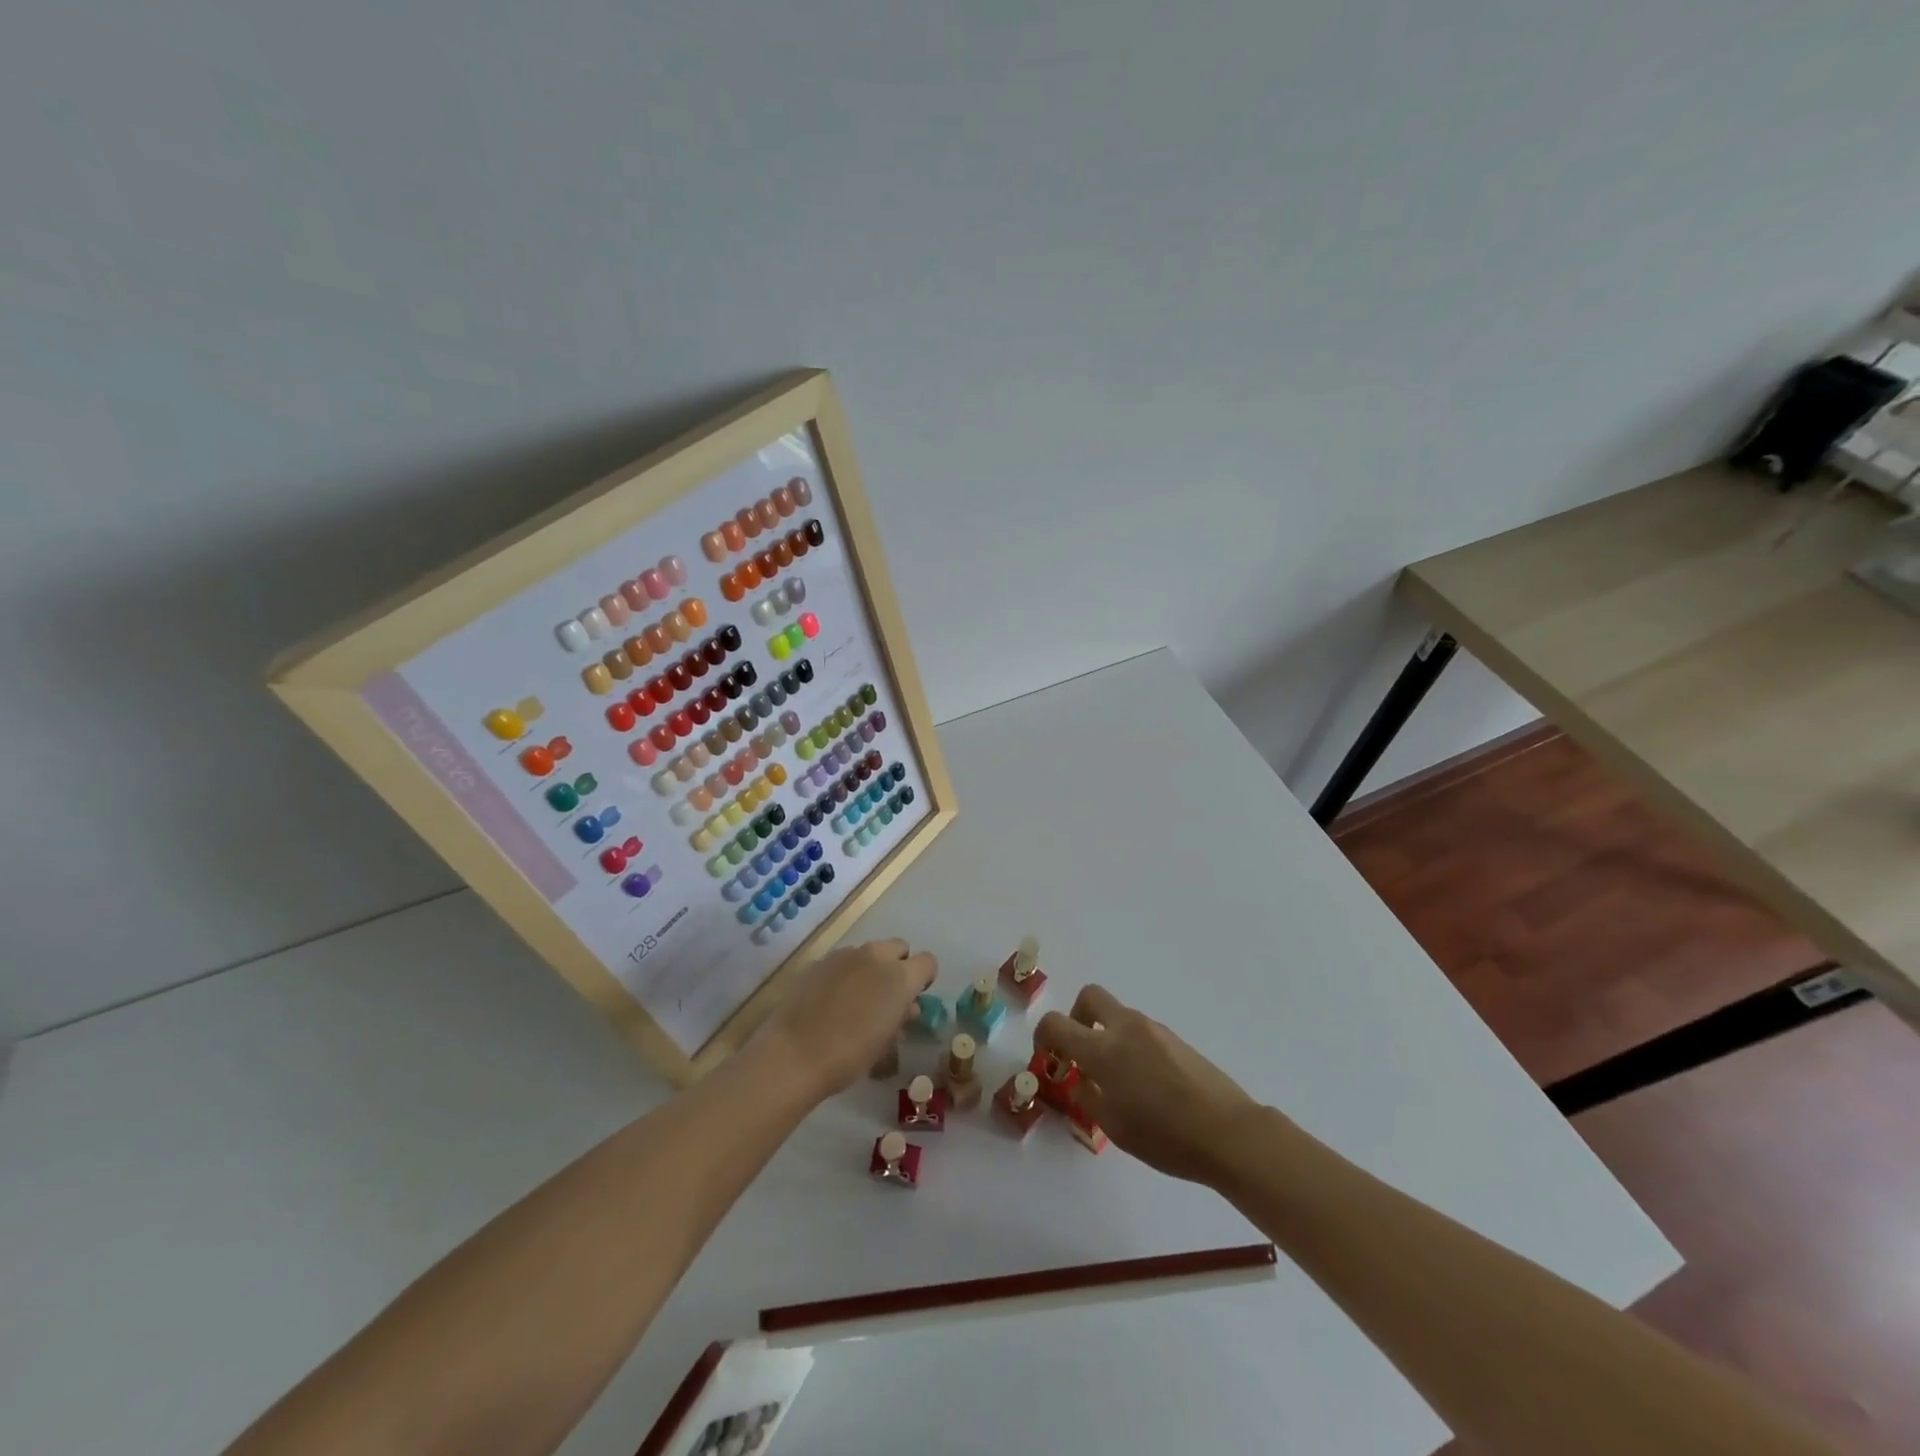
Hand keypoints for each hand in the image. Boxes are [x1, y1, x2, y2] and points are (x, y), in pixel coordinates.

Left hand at [754, 939, 935, 1099]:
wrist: (794, 1053)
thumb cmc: (850, 1055)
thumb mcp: (886, 1043)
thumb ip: (901, 1016)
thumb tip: (906, 1007)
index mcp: (900, 976)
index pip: (927, 962)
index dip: (923, 978)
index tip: (913, 998)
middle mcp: (876, 956)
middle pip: (899, 948)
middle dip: (898, 966)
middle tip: (887, 996)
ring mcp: (845, 955)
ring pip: (869, 952)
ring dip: (871, 969)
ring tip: (856, 1000)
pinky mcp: (820, 960)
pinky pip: (844, 961)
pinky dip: (846, 974)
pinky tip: (831, 1000)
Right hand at [1033, 985, 1258, 1185]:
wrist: (1228, 1133)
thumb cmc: (1165, 1137)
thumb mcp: (1114, 1127)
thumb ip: (1088, 1097)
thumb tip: (1079, 1080)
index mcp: (1103, 1049)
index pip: (1056, 1023)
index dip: (1043, 1036)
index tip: (1049, 1058)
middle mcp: (1125, 1028)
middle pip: (1089, 997)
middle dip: (1076, 1017)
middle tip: (1080, 1051)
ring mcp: (1153, 1029)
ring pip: (1117, 1015)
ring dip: (1106, 1034)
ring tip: (1116, 1080)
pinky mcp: (1175, 1038)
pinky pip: (1140, 1031)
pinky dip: (1130, 1045)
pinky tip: (1145, 1084)